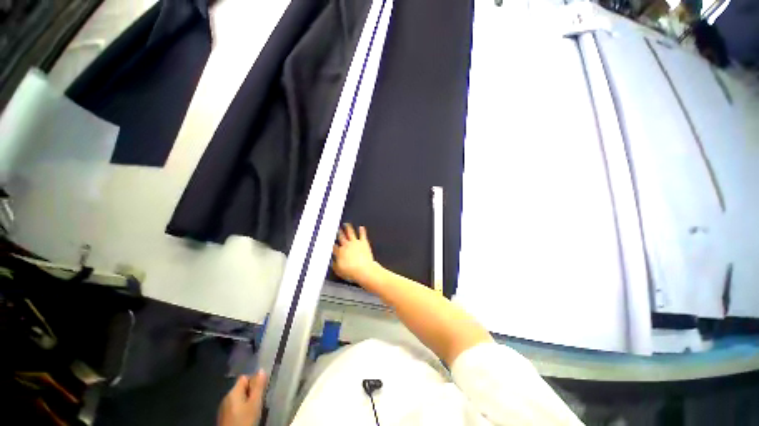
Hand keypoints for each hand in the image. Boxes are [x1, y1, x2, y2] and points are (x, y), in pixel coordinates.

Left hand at [218, 370, 266, 425]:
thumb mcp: (255, 403)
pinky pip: (234, 407)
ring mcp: (223, 408)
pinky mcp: (223, 417)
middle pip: (241, 388)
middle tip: (259, 401)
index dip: (254, 380)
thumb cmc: (244, 420)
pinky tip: (246, 417)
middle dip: (251, 392)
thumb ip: (258, 386)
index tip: (261, 390)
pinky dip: (241, 409)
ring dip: (246, 401)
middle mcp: (226, 397)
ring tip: (254, 410)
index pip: (244, 377)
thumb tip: (261, 370)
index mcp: (233, 392)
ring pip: (238, 398)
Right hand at [333, 223, 379, 284]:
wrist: (364, 269)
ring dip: (348, 228)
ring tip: (346, 224)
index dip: (332, 244)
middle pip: (341, 237)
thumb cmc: (352, 271)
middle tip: (337, 229)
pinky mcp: (363, 242)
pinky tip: (361, 227)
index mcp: (339, 252)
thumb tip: (332, 262)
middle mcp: (346, 245)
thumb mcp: (339, 271)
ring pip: (350, 233)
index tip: (331, 242)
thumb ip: (334, 265)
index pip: (334, 246)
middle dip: (338, 232)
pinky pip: (362, 235)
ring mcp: (355, 243)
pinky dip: (362, 230)